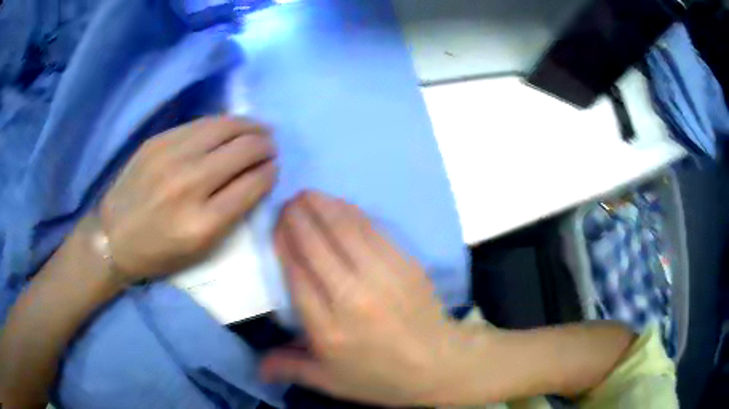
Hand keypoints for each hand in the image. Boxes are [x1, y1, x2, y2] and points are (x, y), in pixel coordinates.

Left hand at [99, 116, 276, 279]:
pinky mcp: (158, 141)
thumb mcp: (201, 250)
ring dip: (249, 126)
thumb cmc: (160, 252)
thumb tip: (256, 178)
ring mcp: (171, 157)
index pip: (252, 184)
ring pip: (224, 127)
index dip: (270, 172)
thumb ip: (232, 214)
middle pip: (242, 151)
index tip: (274, 168)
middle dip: (265, 146)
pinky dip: (223, 123)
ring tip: (259, 129)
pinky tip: (230, 127)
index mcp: (203, 223)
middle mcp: (189, 184)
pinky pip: (200, 123)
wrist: (114, 236)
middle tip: (270, 147)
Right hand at [261, 191, 468, 406]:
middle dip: (298, 218)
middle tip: (287, 202)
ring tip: (307, 194)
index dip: (284, 242)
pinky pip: (373, 230)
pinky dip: (352, 212)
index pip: (296, 273)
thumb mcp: (331, 382)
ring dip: (322, 206)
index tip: (276, 226)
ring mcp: (381, 276)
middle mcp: (350, 296)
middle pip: (316, 245)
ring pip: (344, 230)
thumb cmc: (380, 376)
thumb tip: (257, 368)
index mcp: (327, 328)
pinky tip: (340, 204)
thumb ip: (290, 369)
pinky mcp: (404, 263)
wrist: (438, 364)